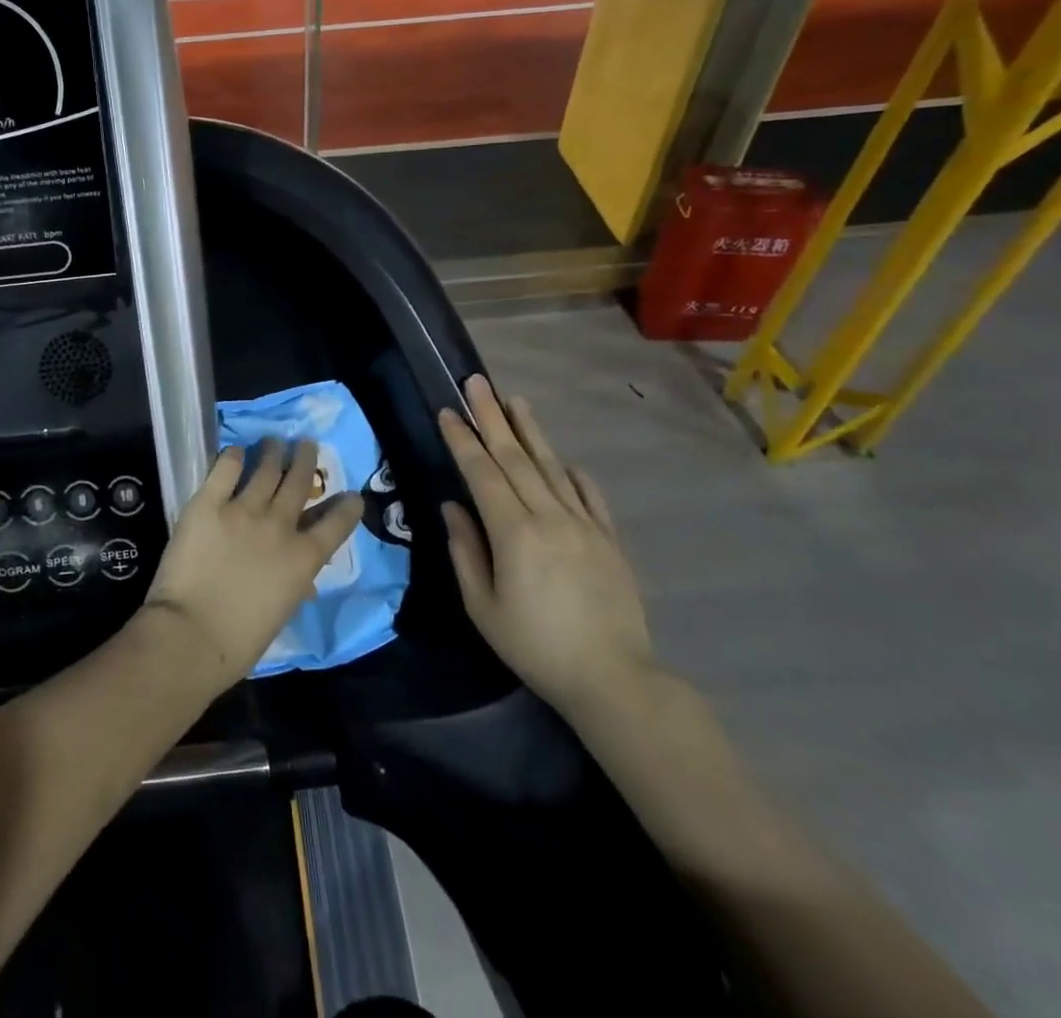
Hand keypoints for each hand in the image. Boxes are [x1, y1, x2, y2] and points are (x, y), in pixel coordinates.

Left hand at [142, 440, 363, 693]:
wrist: (194, 634)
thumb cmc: (241, 640)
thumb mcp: (283, 611)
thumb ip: (294, 583)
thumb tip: (301, 578)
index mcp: (303, 559)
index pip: (336, 524)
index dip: (347, 507)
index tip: (352, 496)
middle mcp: (280, 525)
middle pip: (300, 481)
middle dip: (306, 459)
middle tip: (307, 444)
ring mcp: (244, 509)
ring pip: (266, 468)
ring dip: (273, 452)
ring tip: (274, 441)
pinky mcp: (208, 502)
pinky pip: (225, 469)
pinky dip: (233, 457)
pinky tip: (235, 452)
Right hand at [438, 375, 655, 714]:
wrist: (613, 678)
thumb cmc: (536, 646)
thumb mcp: (483, 607)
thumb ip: (465, 551)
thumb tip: (453, 506)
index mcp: (514, 532)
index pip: (483, 473)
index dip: (463, 440)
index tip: (447, 411)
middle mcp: (550, 516)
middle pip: (515, 457)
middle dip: (491, 417)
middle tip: (476, 382)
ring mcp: (584, 524)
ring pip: (552, 467)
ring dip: (530, 431)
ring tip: (515, 400)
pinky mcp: (609, 539)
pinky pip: (588, 496)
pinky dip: (572, 473)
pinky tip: (563, 459)